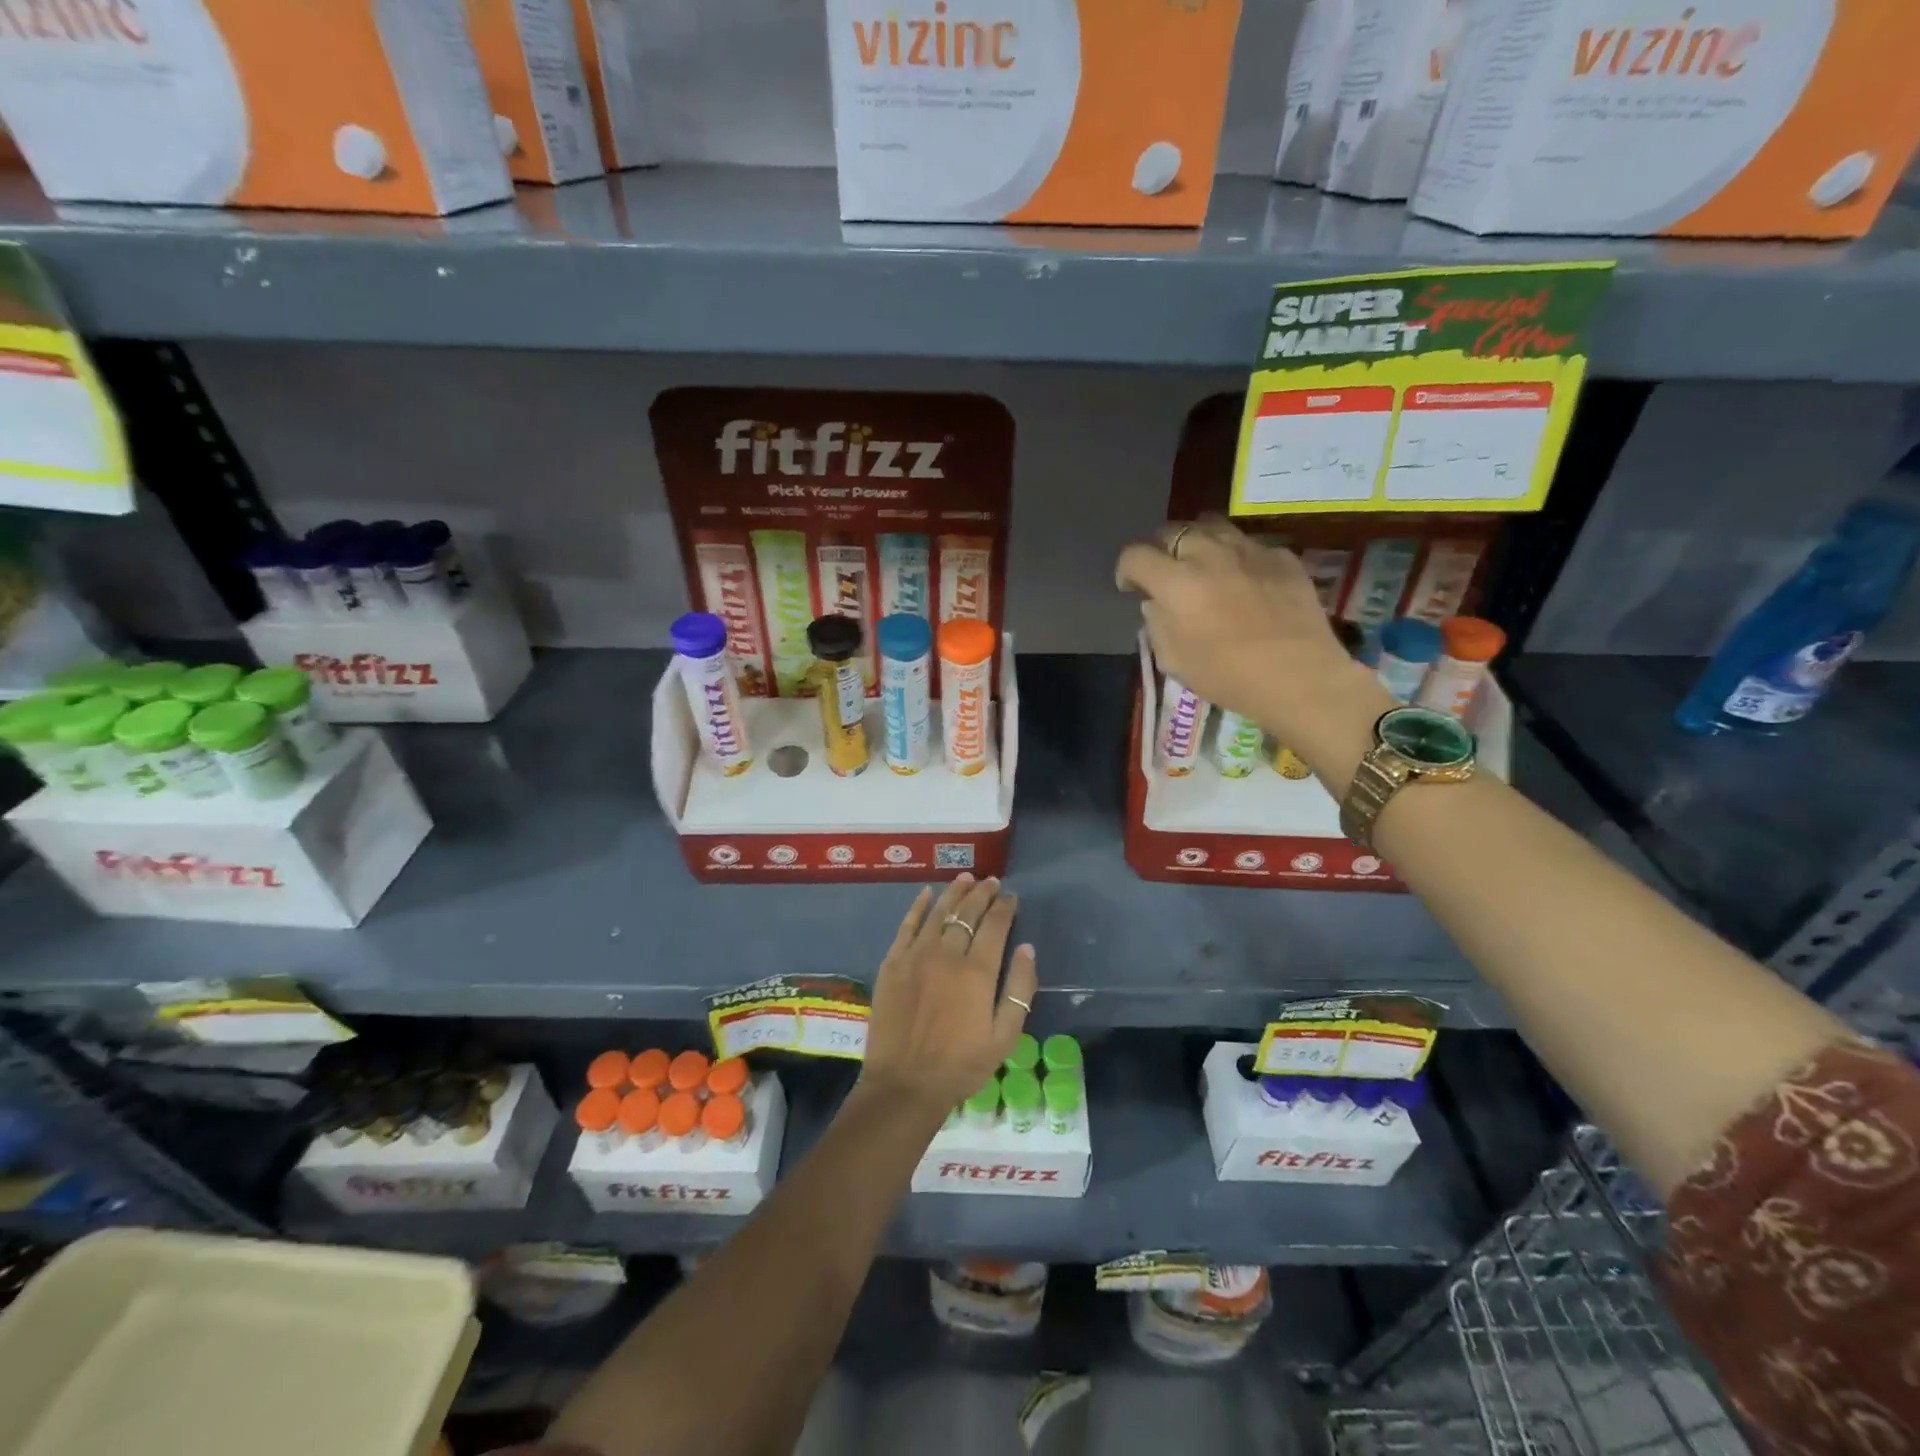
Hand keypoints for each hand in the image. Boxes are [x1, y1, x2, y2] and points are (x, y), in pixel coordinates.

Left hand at [861, 875, 1037, 1121]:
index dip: (1005, 907)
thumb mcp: (1005, 1036)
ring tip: (966, 879)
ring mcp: (916, 955)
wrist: (905, 1084)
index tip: (1011, 896)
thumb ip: (1020, 989)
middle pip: (967, 913)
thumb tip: (1027, 948)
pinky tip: (926, 893)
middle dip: (982, 894)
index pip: (995, 925)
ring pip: (938, 912)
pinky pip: (907, 925)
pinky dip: (918, 906)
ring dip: (954, 893)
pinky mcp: (892, 963)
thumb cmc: (961, 1065)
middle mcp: (947, 954)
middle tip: (991, 881)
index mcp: (977, 971)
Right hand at [1115, 515, 1389, 757]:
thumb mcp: (1174, 661)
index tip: (1131, 587)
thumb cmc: (1228, 677)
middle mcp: (1209, 555)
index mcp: (1176, 583)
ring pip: (1210, 526)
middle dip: (1160, 549)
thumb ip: (1157, 624)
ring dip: (1197, 542)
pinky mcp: (1281, 556)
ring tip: (1201, 564)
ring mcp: (1248, 550)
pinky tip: (1242, 579)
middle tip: (1165, 573)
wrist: (1299, 677)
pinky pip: (1248, 544)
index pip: (1135, 555)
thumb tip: (1155, 603)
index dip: (1126, 570)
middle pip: (1172, 531)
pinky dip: (1236, 556)